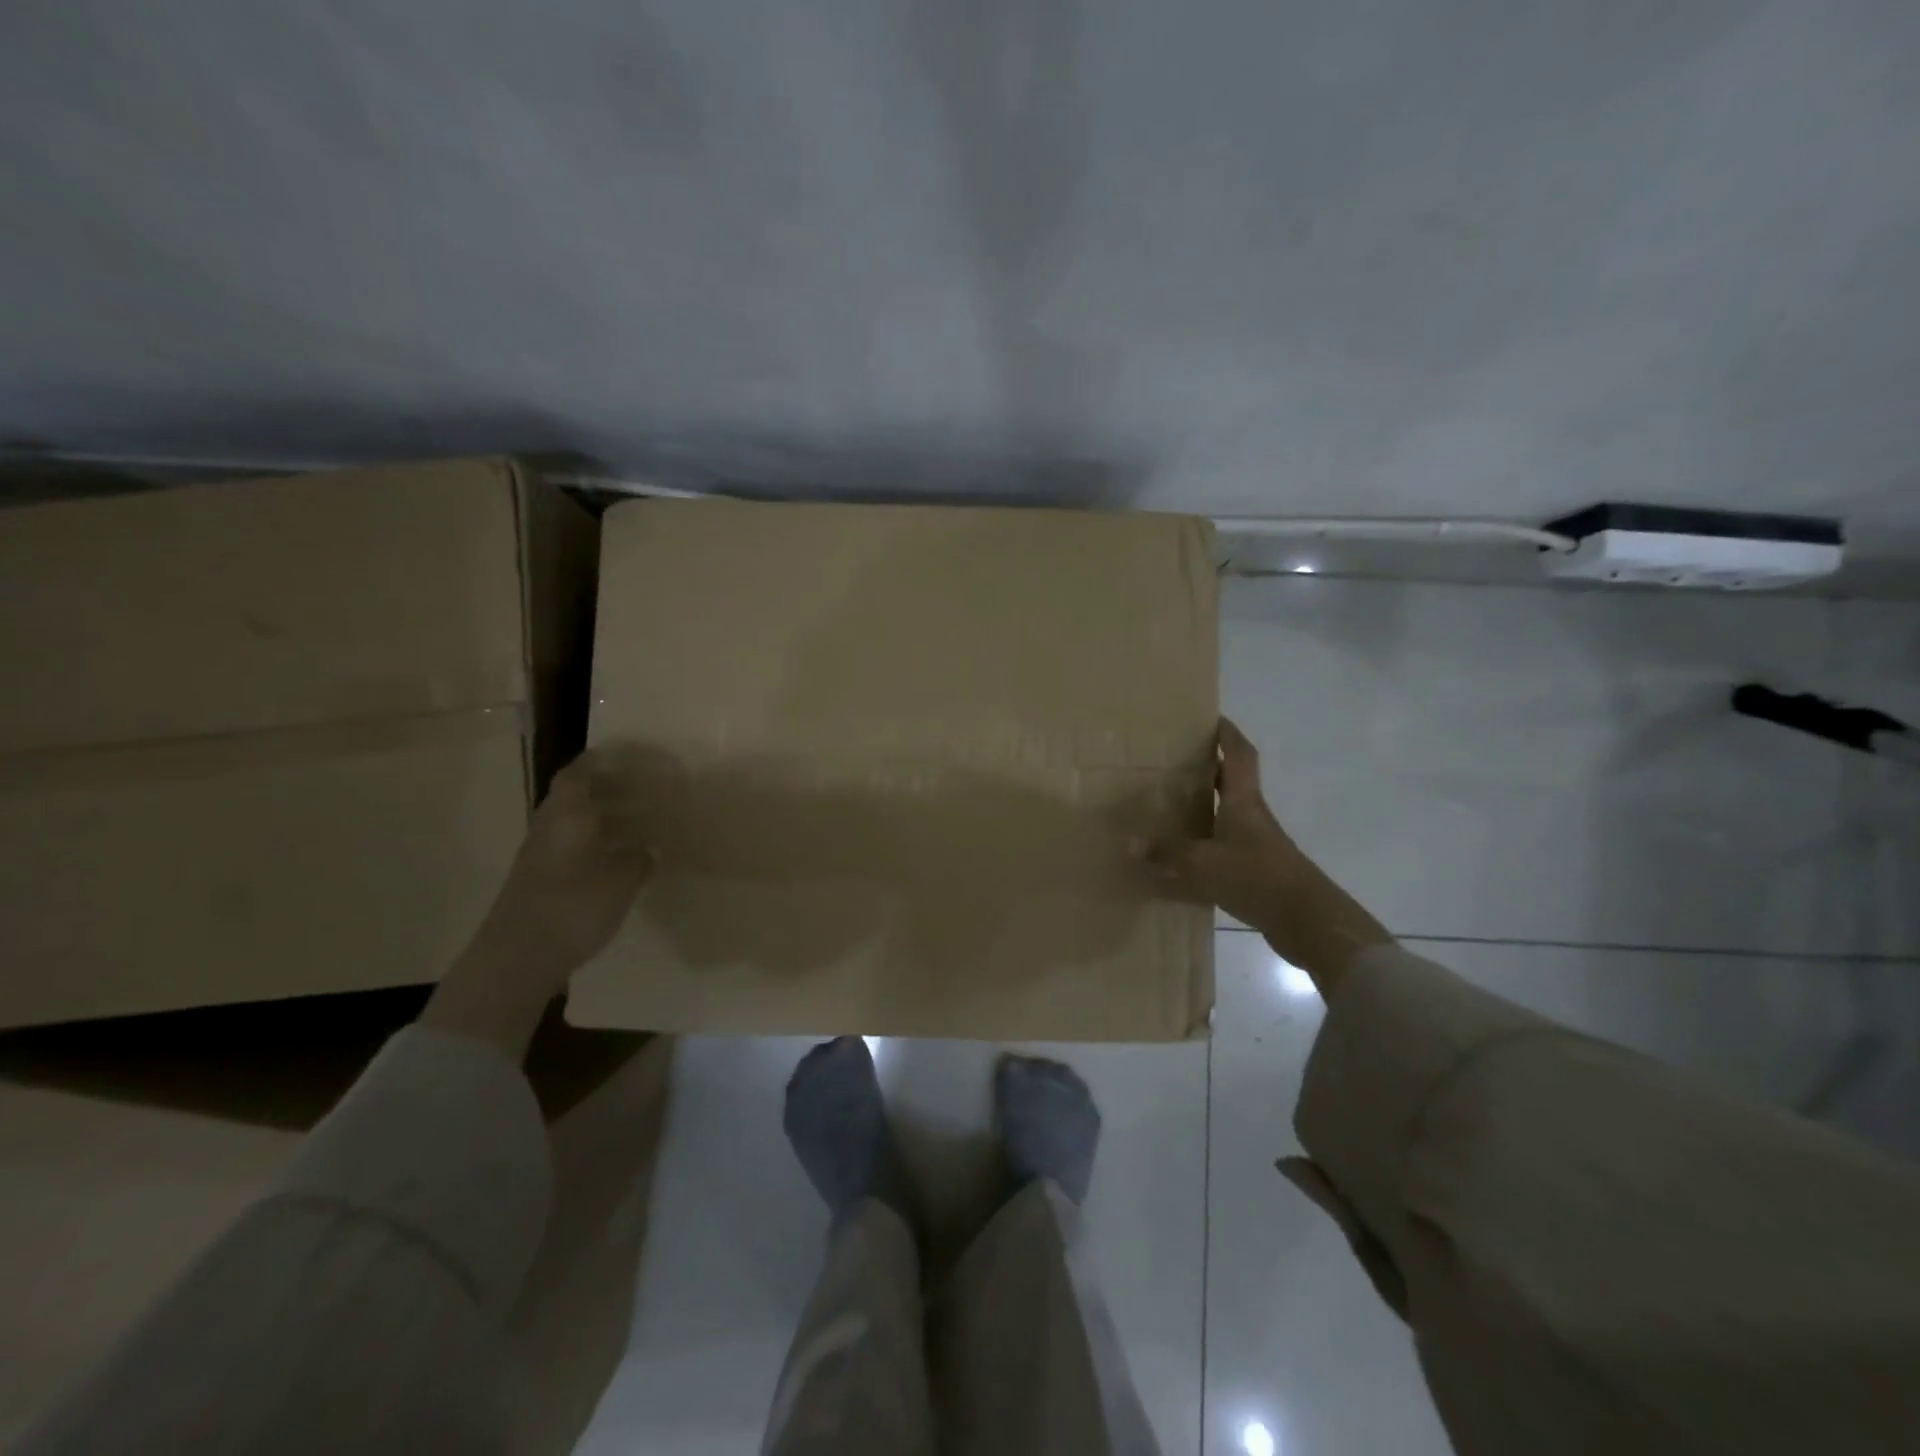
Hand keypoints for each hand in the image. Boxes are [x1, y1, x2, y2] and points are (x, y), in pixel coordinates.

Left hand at [423, 747, 673, 1058]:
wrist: (516, 959)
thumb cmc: (573, 906)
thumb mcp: (622, 880)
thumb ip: (639, 859)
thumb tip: (648, 849)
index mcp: (566, 816)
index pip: (577, 775)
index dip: (597, 762)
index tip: (622, 758)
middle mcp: (547, 829)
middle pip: (571, 799)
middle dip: (602, 792)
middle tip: (637, 791)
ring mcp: (537, 859)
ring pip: (569, 826)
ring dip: (596, 822)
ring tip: (632, 827)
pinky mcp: (535, 885)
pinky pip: (567, 852)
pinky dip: (589, 848)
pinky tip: (612, 863)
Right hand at [1145, 717, 1304, 929]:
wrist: (1306, 920)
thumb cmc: (1255, 876)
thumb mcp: (1202, 863)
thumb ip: (1167, 852)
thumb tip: (1132, 844)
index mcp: (1242, 801)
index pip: (1238, 754)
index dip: (1227, 733)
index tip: (1210, 718)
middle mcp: (1252, 815)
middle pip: (1232, 781)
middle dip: (1208, 768)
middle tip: (1175, 762)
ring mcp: (1257, 843)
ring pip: (1228, 813)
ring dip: (1205, 806)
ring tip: (1170, 805)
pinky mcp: (1257, 869)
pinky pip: (1226, 845)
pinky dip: (1205, 843)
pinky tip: (1183, 855)